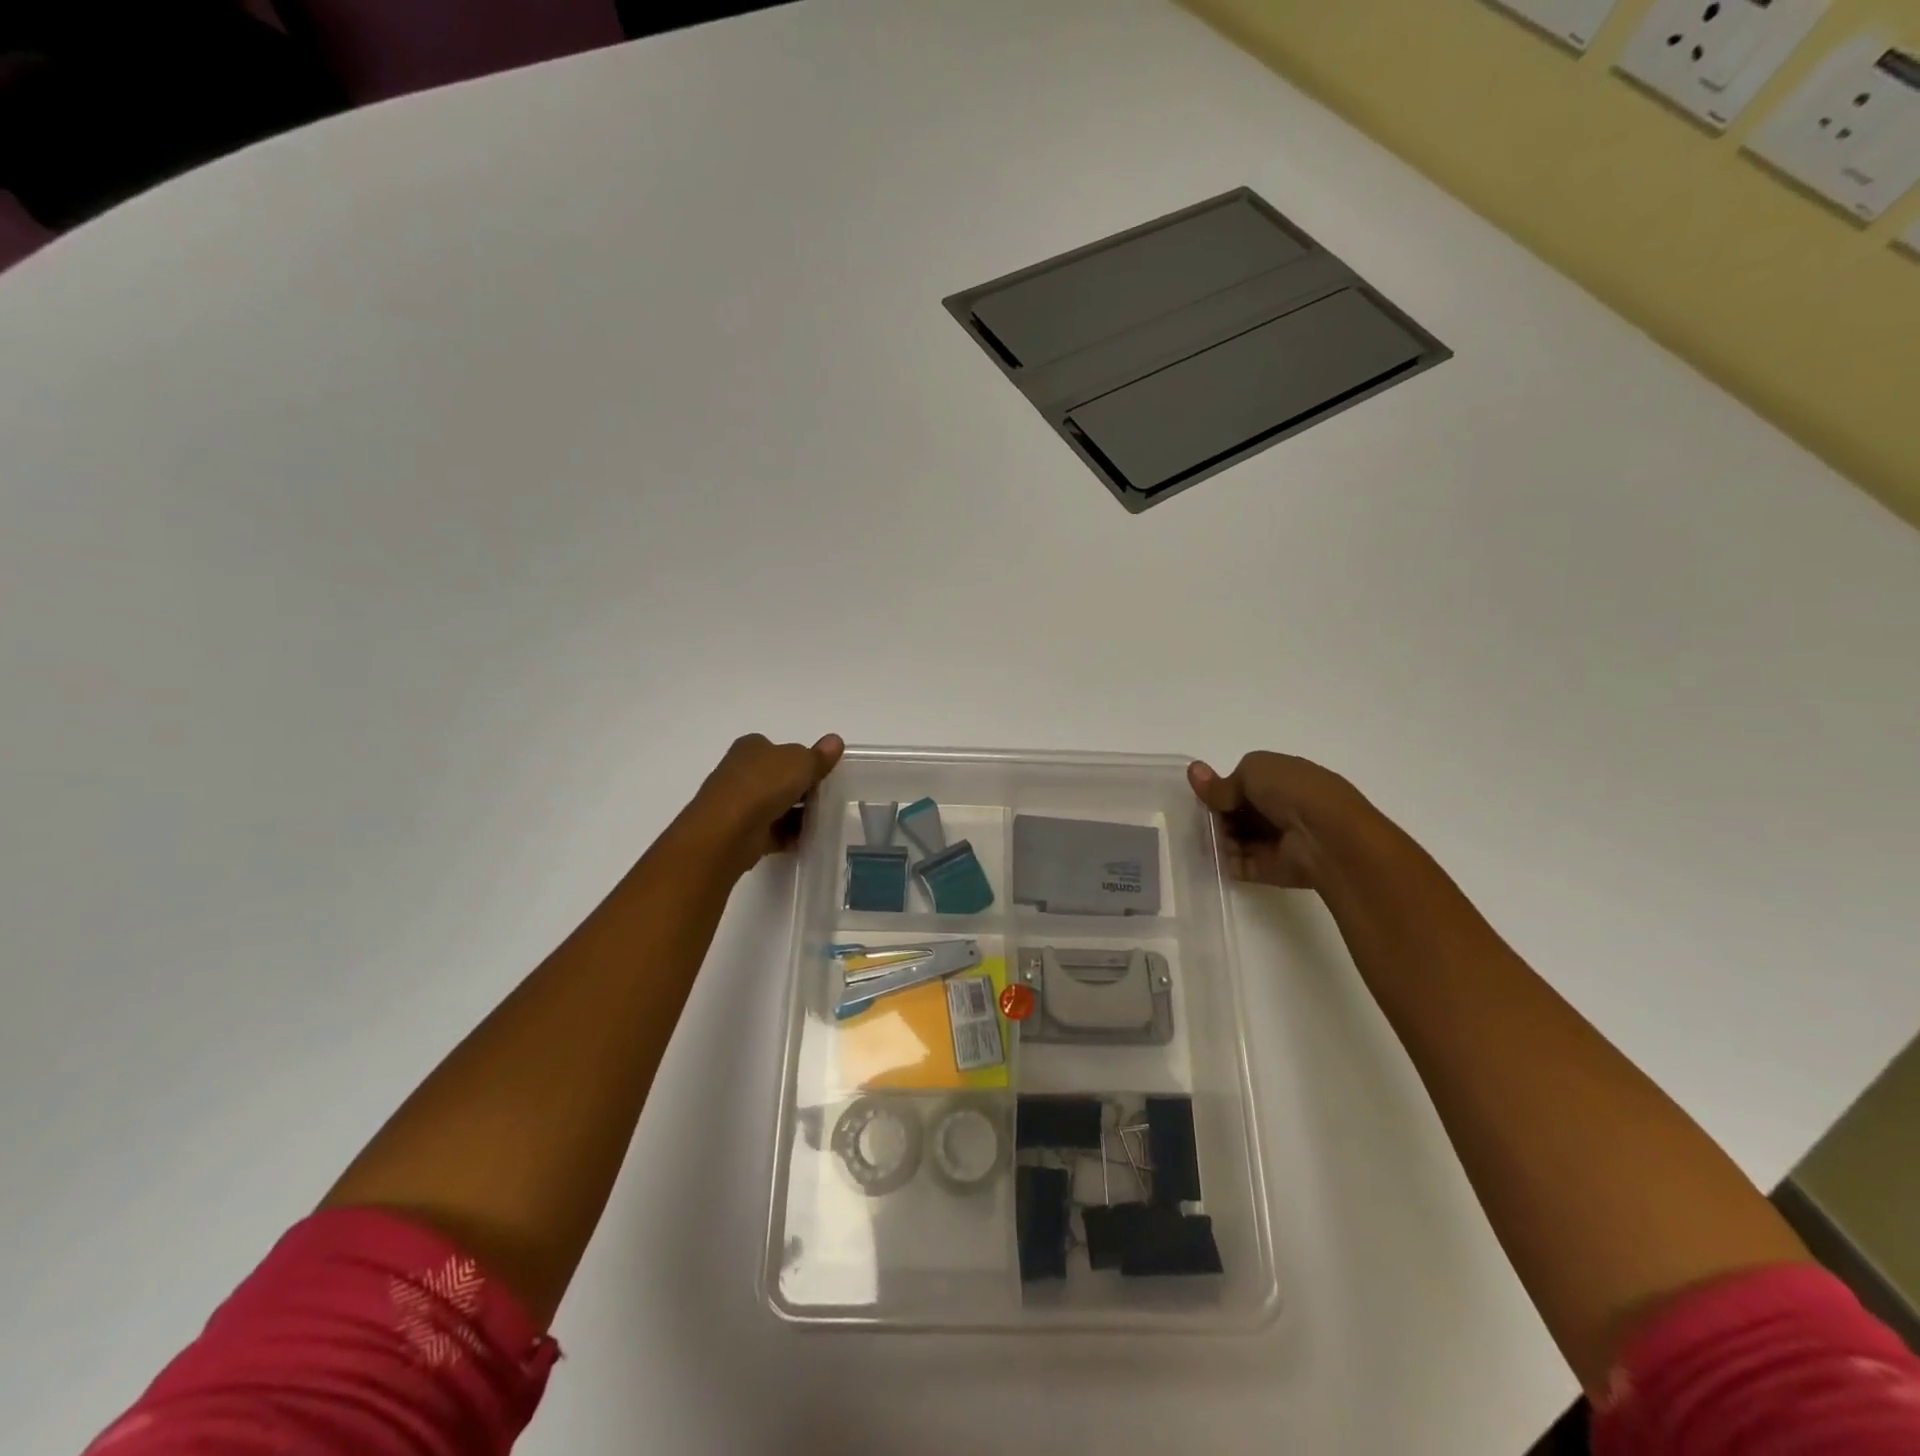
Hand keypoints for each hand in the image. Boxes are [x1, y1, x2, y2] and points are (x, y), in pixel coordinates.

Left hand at [680, 732, 844, 877]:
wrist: (727, 831)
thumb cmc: (763, 785)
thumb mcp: (801, 763)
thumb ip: (819, 755)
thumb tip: (835, 741)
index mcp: (752, 747)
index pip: (780, 749)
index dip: (802, 760)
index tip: (823, 774)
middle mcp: (741, 771)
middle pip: (779, 778)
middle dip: (802, 789)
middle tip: (827, 799)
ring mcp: (739, 803)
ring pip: (776, 806)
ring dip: (798, 814)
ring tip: (822, 821)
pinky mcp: (741, 831)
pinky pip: (772, 831)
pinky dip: (789, 835)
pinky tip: (807, 840)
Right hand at [1186, 752, 1368, 890]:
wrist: (1327, 837)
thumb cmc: (1294, 792)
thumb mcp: (1253, 770)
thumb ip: (1223, 781)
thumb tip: (1196, 774)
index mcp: (1285, 779)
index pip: (1246, 783)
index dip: (1223, 787)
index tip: (1203, 793)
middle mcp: (1283, 809)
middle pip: (1239, 813)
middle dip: (1218, 813)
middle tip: (1200, 816)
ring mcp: (1278, 841)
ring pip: (1238, 838)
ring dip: (1218, 836)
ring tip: (1202, 835)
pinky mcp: (1272, 869)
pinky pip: (1240, 864)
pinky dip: (1224, 860)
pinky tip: (1210, 853)